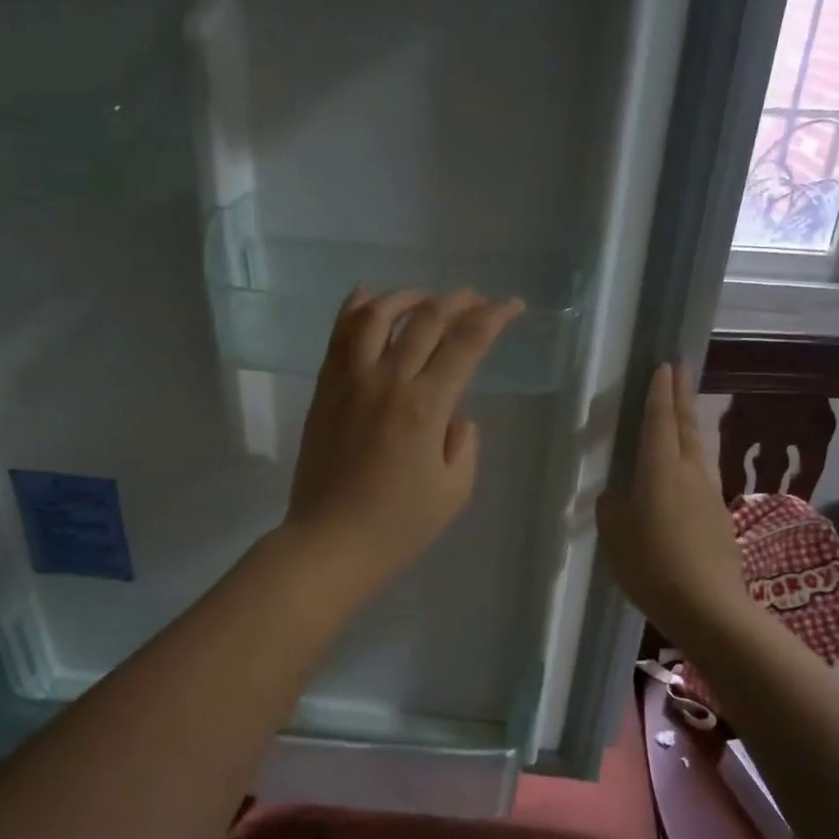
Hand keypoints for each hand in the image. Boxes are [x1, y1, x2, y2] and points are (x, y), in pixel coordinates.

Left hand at [283, 287, 523, 600]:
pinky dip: (355, 308)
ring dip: (406, 296)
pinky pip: (338, 336)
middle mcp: (387, 381)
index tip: (513, 307)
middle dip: (458, 301)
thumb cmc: (397, 527)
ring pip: (376, 316)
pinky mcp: (324, 390)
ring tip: (424, 297)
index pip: (467, 343)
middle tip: (475, 299)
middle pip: (425, 319)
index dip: (494, 318)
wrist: (329, 543)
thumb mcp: (453, 492)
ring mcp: (349, 381)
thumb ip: (463, 444)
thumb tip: (454, 414)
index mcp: (426, 407)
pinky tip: (368, 296)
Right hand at [597, 363, 750, 643]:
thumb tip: (618, 495)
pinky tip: (687, 465)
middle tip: (679, 370)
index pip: (659, 422)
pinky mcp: (718, 515)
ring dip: (690, 423)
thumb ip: (613, 507)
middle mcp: (689, 473)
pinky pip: (702, 472)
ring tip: (683, 409)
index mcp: (660, 471)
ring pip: (698, 448)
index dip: (659, 394)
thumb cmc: (652, 566)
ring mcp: (709, 493)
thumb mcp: (616, 535)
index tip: (663, 366)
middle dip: (680, 396)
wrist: (708, 605)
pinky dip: (693, 455)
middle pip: (686, 426)